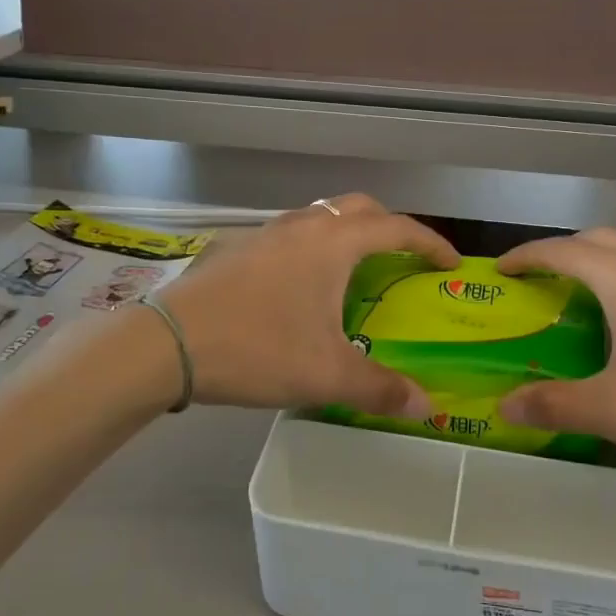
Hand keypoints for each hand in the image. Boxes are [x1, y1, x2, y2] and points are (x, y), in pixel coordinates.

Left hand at [160, 193, 457, 414]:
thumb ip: (380, 388)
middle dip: (390, 228)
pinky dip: (313, 247)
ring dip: (348, 234)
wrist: (165, 343)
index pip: (398, 229)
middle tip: (405, 260)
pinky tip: (301, 287)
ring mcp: (266, 232)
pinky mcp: (238, 247)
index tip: (451, 263)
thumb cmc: (256, 349)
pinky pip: (291, 234)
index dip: (430, 243)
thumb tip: (426, 407)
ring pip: (321, 216)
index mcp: (333, 244)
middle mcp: (303, 226)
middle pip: (360, 208)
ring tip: (356, 271)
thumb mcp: (325, 375)